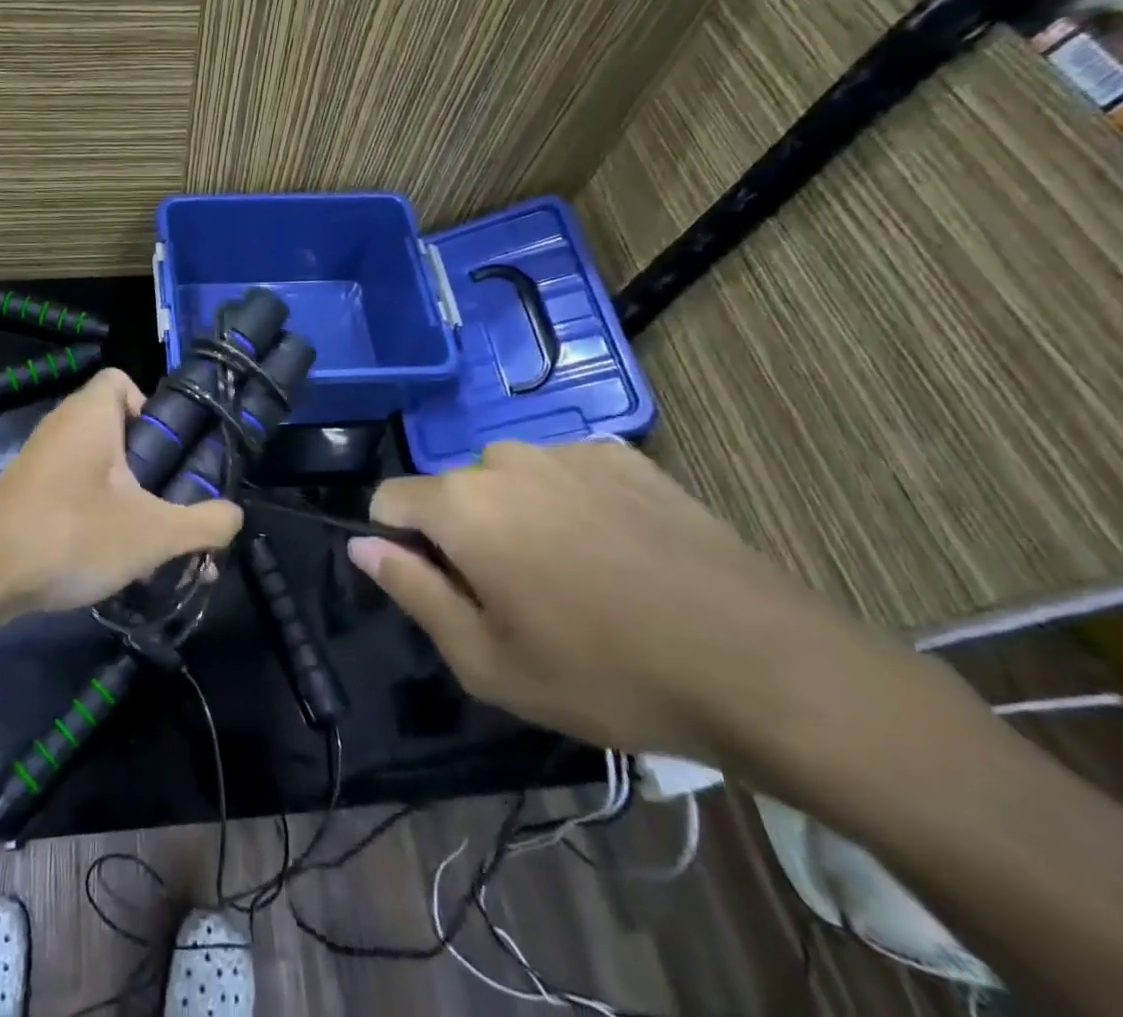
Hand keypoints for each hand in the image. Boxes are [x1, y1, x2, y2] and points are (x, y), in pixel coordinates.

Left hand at [0, 368, 242, 615]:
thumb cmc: (70, 535)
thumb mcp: (153, 534)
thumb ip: (204, 523)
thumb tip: (235, 516)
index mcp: (90, 415)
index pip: (122, 380)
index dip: (152, 408)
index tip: (170, 453)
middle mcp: (63, 427)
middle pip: (118, 429)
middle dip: (151, 467)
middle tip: (172, 505)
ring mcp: (41, 462)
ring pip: (99, 467)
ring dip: (129, 499)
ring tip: (151, 543)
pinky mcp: (27, 495)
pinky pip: (75, 491)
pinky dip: (98, 514)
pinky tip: (112, 559)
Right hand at [353, 440, 877, 761]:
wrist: (761, 664)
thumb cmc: (606, 673)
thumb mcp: (487, 660)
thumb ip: (411, 591)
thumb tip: (361, 544)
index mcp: (462, 503)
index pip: (388, 499)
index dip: (399, 545)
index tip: (443, 591)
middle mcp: (504, 458)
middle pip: (451, 490)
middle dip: (462, 535)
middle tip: (517, 600)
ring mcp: (569, 450)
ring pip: (508, 479)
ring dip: (515, 517)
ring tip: (574, 579)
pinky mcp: (624, 455)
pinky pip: (564, 473)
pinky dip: (569, 504)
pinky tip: (618, 554)